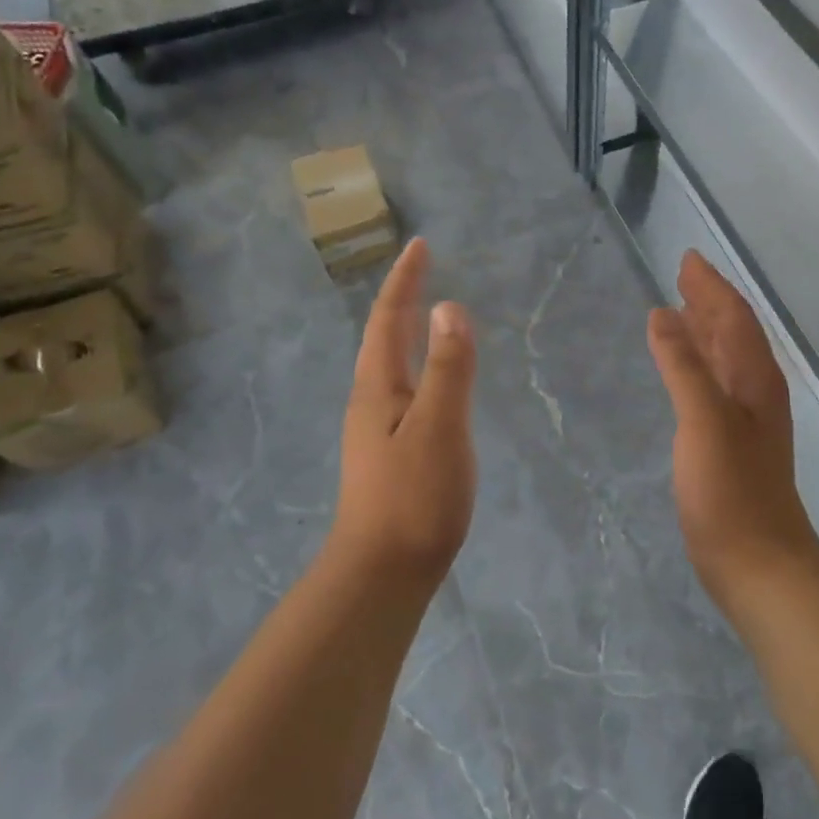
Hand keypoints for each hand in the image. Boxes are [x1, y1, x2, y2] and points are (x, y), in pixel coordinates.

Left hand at [332, 239, 477, 585]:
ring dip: (403, 330)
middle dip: (401, 298)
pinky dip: (415, 364)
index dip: (405, 280)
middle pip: (382, 337)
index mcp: (378, 387)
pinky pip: (401, 388)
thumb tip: (449, 307)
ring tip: (423, 313)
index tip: (419, 245)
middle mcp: (370, 401)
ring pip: (388, 364)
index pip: (388, 319)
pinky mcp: (388, 454)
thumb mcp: (439, 427)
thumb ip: (448, 368)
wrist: (383, 573)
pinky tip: (427, 381)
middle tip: (421, 268)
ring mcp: (375, 429)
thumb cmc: (414, 497)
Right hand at [647, 251, 818, 605]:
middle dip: (709, 300)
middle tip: (682, 275)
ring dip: (705, 329)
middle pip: (733, 332)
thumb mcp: (704, 422)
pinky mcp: (731, 442)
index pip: (733, 317)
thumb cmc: (731, 492)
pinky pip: (715, 383)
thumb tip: (662, 315)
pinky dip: (698, 363)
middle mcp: (755, 391)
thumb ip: (683, 367)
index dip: (711, 286)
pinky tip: (684, 370)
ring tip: (680, 309)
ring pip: (726, 357)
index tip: (688, 259)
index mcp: (754, 379)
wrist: (759, 564)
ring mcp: (746, 419)